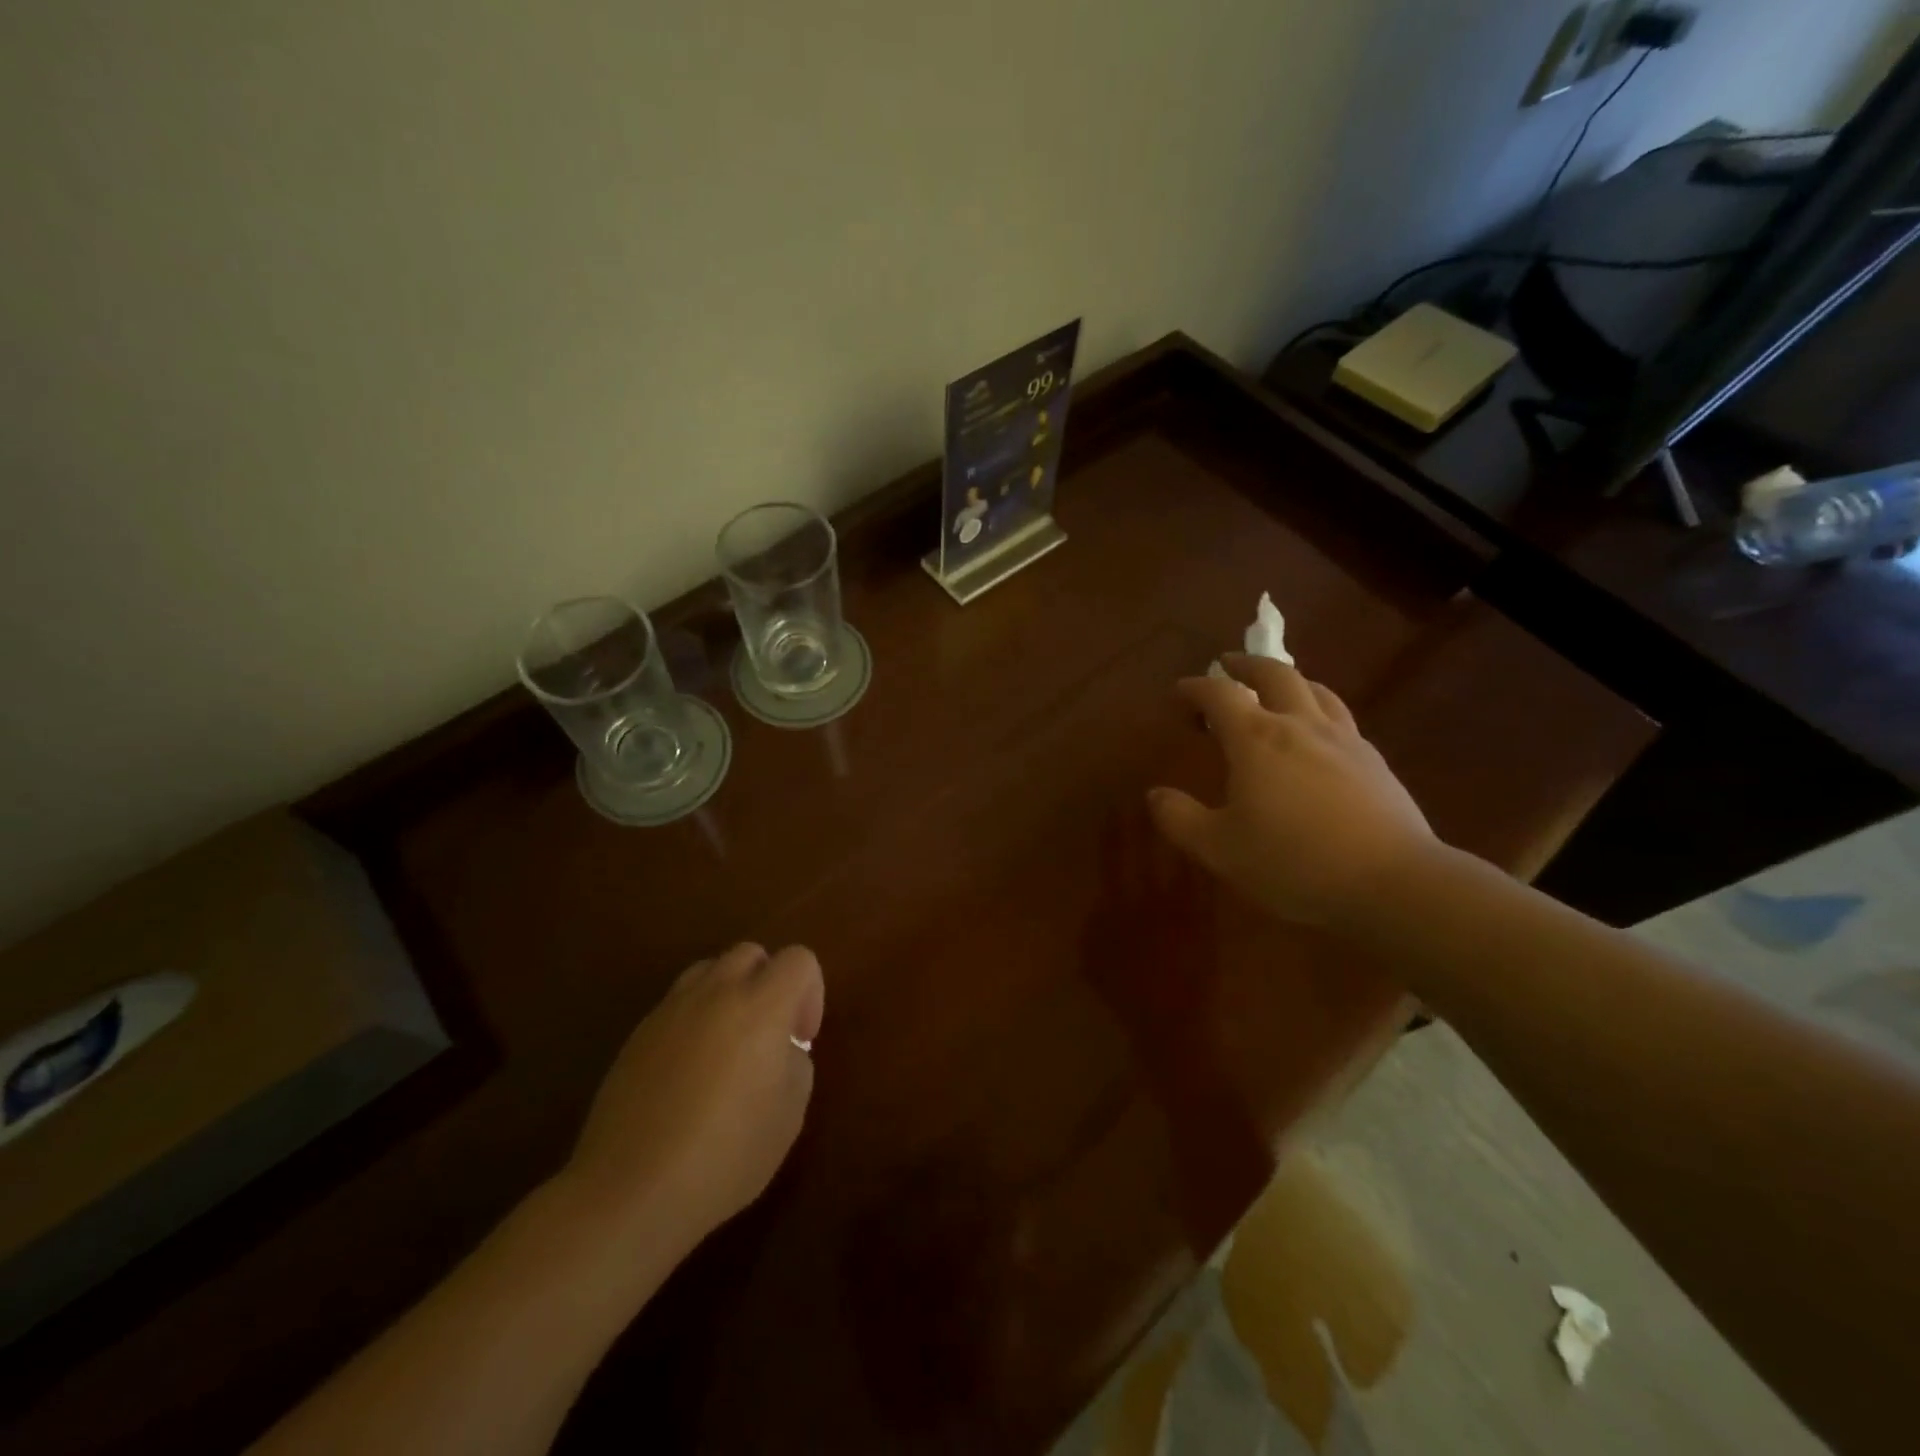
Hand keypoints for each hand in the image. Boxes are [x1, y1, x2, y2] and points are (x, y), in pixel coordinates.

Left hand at [559, 943, 824, 1257]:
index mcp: (761, 1005)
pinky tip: (689, 1074)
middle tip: (769, 1034)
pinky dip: (694, 1020)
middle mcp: (715, 993)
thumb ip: (796, 1064)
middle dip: (769, 982)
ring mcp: (670, 1010)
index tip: (800, 1038)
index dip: (811, 992)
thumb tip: (781, 1049)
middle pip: (752, 953)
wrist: (631, 1190)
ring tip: (728, 1046)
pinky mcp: (638, 1034)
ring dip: (729, 994)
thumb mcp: (789, 1114)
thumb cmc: (726, 1154)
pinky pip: (677, 1005)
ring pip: (709, 971)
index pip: (798, 959)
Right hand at [1147, 654, 1435, 928]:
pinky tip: (1318, 736)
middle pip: (1276, 674)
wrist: (1393, 883)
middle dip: (1247, 665)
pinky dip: (1319, 710)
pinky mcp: (1375, 762)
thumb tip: (1155, 794)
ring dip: (1290, 680)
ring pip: (1316, 691)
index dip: (1196, 688)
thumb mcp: (1219, 848)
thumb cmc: (1293, 862)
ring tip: (1277, 688)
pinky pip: (1341, 719)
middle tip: (1229, 664)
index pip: (1220, 695)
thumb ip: (1180, 818)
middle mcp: (1301, 725)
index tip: (1180, 690)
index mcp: (1257, 739)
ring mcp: (1345, 740)